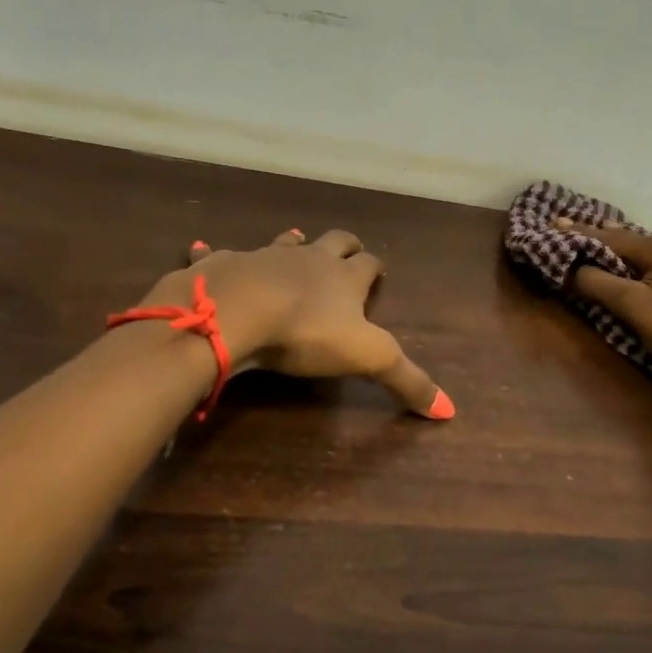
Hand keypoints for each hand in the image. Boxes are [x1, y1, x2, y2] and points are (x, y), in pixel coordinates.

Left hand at [135, 228, 452, 417]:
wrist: (239, 310)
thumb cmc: (307, 332)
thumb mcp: (368, 359)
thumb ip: (407, 381)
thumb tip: (449, 411)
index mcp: (344, 278)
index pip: (368, 264)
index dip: (375, 267)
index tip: (379, 269)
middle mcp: (307, 259)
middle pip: (332, 241)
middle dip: (343, 244)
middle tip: (348, 249)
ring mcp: (263, 257)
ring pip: (283, 242)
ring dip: (291, 243)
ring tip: (294, 241)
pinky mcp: (223, 265)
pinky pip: (217, 254)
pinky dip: (213, 254)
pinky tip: (202, 250)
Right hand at [563, 220, 651, 393]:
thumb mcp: (636, 308)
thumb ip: (599, 284)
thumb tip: (568, 266)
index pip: (606, 236)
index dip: (575, 233)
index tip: (549, 224)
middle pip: (624, 238)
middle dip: (594, 235)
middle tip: (564, 229)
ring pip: (640, 251)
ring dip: (614, 248)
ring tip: (590, 240)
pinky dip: (631, 262)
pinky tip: (626, 266)